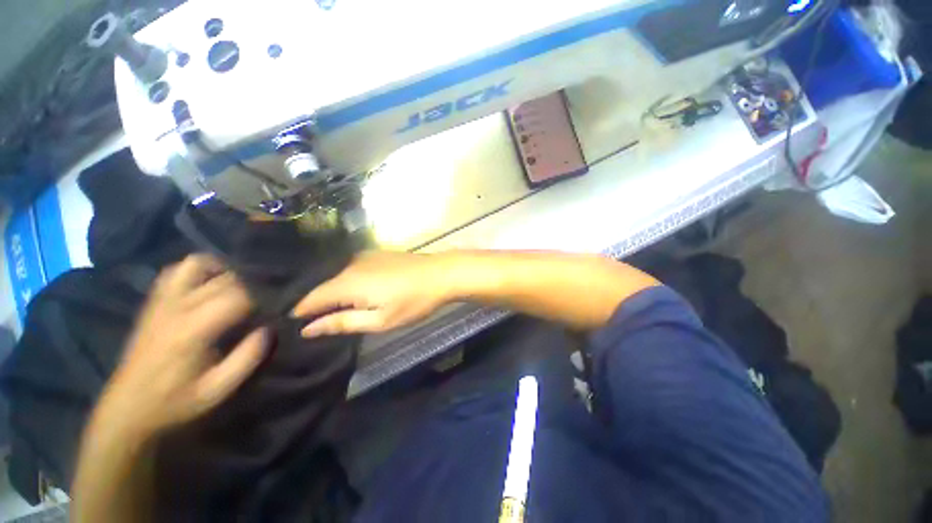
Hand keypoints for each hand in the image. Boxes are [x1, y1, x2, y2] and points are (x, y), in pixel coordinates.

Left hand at [98, 254, 267, 438]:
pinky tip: (206, 287)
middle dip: (248, 287)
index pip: (237, 297)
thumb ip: (247, 358)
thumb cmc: (174, 403)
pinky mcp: (152, 304)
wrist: (126, 410)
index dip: (260, 301)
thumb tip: (268, 330)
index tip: (267, 315)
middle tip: (258, 304)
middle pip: (222, 279)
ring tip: (234, 287)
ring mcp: (160, 303)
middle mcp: (176, 309)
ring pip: (194, 265)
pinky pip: (174, 272)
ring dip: (220, 270)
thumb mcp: (217, 391)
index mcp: (192, 330)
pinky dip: (195, 272)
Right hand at [292, 251, 456, 336]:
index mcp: (347, 282)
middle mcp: (349, 265)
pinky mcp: (375, 253)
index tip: (292, 327)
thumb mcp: (380, 320)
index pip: (310, 298)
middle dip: (315, 303)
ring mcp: (363, 256)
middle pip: (322, 286)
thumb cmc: (413, 301)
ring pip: (336, 276)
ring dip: (332, 291)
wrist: (441, 274)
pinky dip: (346, 280)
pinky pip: (351, 268)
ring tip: (330, 308)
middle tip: (311, 321)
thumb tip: (308, 329)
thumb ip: (343, 322)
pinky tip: (352, 290)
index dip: (299, 313)